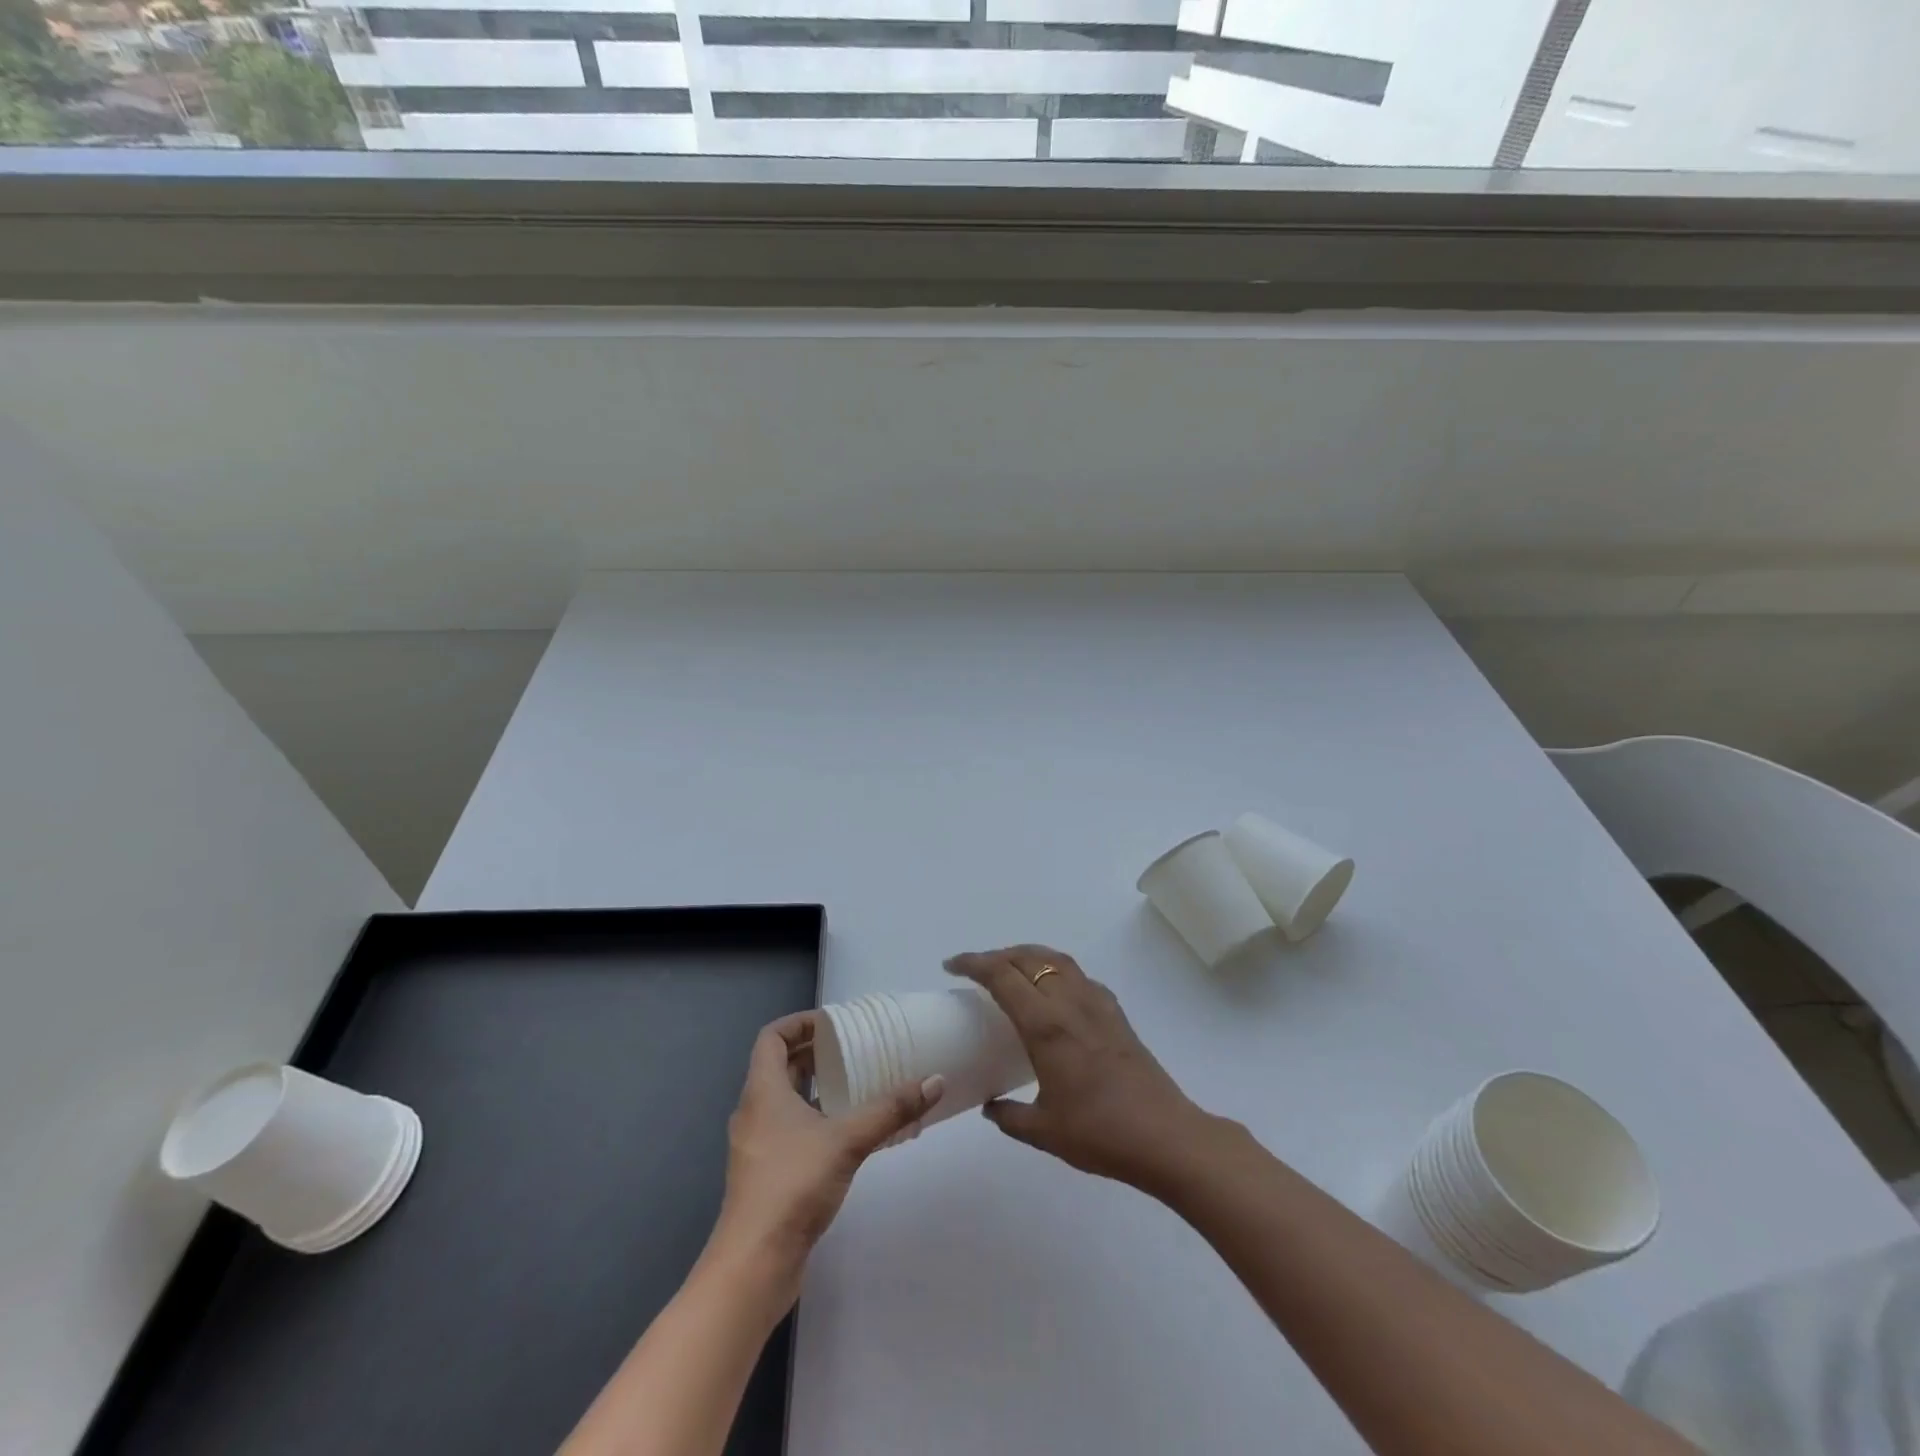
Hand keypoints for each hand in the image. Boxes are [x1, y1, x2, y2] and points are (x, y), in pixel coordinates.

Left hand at [710, 1012, 943, 1281]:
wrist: (754, 1264)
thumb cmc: (792, 1186)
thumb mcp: (847, 1140)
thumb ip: (890, 1110)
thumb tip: (936, 1081)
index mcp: (762, 1091)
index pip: (771, 1037)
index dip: (799, 1023)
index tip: (833, 1022)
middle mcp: (754, 1111)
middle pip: (781, 1066)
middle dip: (815, 1053)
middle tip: (854, 1048)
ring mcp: (758, 1145)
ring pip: (785, 1100)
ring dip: (816, 1087)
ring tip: (857, 1083)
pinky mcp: (767, 1174)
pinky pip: (790, 1129)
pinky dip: (815, 1118)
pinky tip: (849, 1131)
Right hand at [944, 946, 1211, 1192]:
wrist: (1164, 1137)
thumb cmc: (1100, 1133)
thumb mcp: (1044, 1131)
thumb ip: (1010, 1116)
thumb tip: (989, 1106)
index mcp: (1046, 1025)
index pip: (1002, 976)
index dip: (973, 963)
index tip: (952, 966)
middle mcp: (1070, 1003)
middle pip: (1028, 958)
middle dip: (997, 955)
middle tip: (975, 969)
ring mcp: (1097, 1003)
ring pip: (1057, 959)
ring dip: (1027, 956)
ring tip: (1010, 969)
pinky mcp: (1116, 1013)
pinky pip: (1078, 976)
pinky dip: (1055, 970)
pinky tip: (1053, 993)